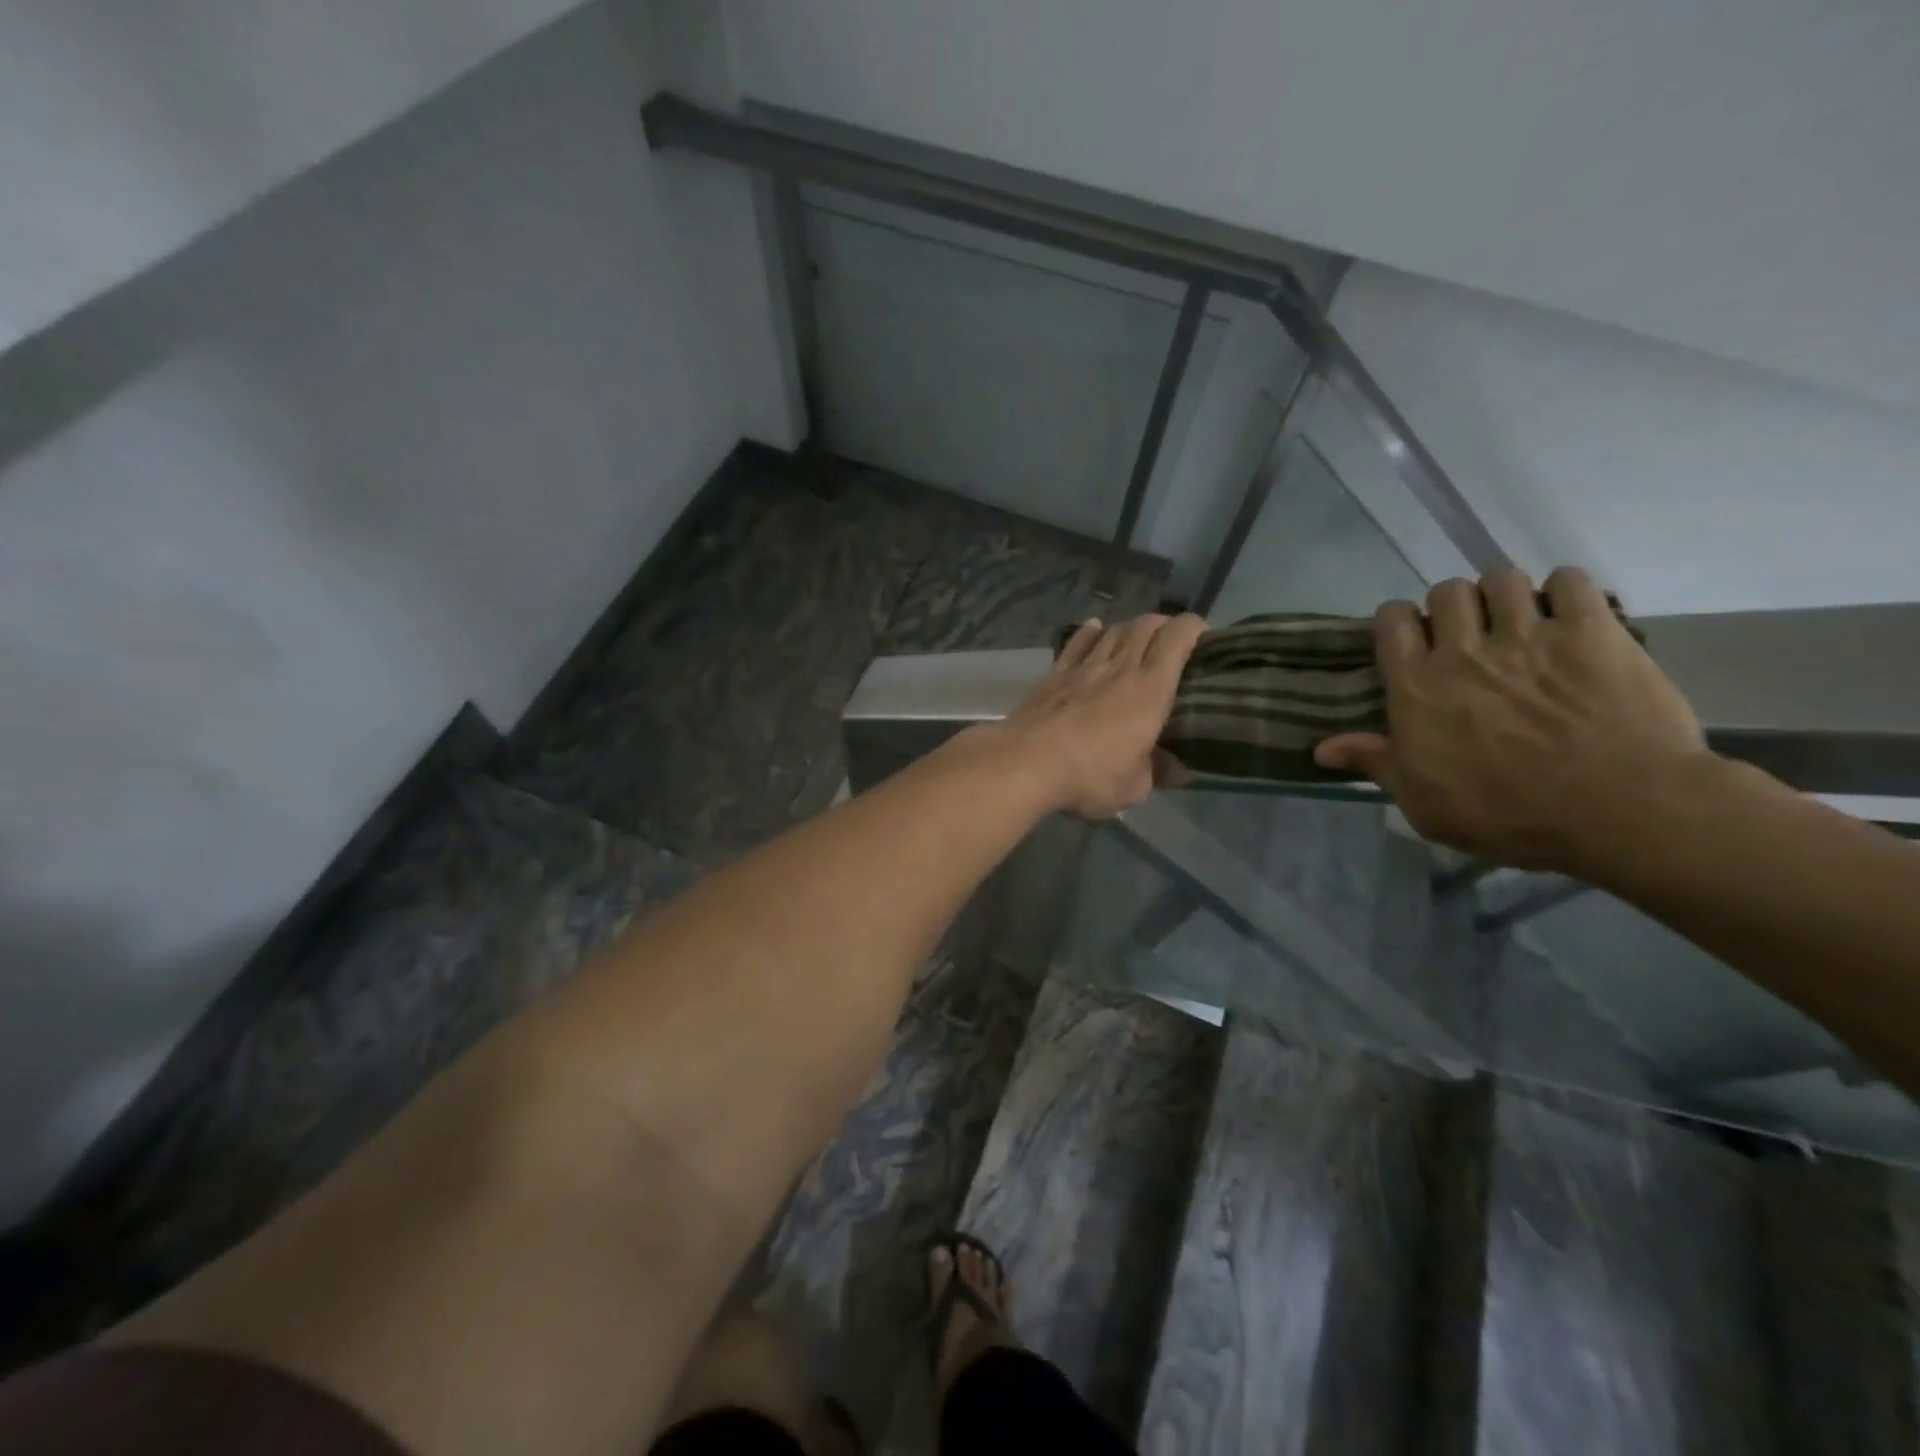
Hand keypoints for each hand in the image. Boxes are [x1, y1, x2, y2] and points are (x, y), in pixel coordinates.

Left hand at [995, 613, 1205, 817]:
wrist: (1025, 763)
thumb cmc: (1089, 776)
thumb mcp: (1134, 787)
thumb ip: (1159, 772)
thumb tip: (1181, 771)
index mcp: (1150, 689)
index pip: (1177, 638)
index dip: (1194, 628)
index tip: (1204, 636)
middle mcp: (1120, 668)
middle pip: (1145, 625)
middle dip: (1164, 625)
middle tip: (1172, 642)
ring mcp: (1083, 667)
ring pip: (1113, 630)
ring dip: (1130, 628)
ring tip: (1137, 639)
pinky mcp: (1054, 675)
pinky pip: (1076, 643)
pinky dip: (1090, 632)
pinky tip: (1094, 629)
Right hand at [1314, 568, 1709, 871]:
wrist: (1619, 809)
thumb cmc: (1507, 813)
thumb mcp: (1423, 802)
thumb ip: (1375, 763)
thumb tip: (1321, 748)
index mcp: (1418, 687)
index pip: (1391, 621)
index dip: (1398, 621)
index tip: (1411, 639)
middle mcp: (1464, 650)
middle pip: (1446, 591)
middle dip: (1453, 607)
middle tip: (1469, 634)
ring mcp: (1529, 636)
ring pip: (1502, 579)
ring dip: (1505, 595)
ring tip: (1519, 621)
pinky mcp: (1593, 632)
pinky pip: (1571, 581)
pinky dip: (1564, 590)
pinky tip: (1568, 614)